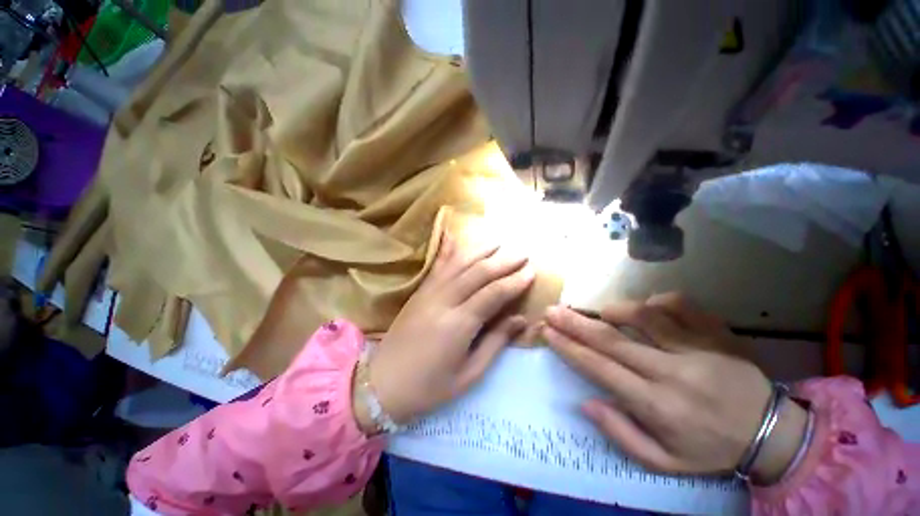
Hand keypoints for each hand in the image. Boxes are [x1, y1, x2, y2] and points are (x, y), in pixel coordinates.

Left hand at [360, 232, 533, 427]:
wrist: (382, 384)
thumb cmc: (429, 387)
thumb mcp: (470, 373)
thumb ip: (496, 342)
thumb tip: (521, 319)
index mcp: (459, 324)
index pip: (493, 293)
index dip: (514, 281)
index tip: (531, 271)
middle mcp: (444, 300)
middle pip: (478, 272)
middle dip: (503, 261)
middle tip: (523, 253)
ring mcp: (428, 292)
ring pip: (458, 263)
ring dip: (480, 250)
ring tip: (499, 242)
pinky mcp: (419, 291)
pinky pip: (438, 265)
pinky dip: (450, 249)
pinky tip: (457, 237)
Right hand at [542, 293, 807, 482]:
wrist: (773, 434)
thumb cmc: (711, 450)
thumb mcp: (664, 462)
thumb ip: (621, 434)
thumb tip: (586, 402)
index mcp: (658, 405)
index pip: (600, 369)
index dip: (570, 348)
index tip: (548, 333)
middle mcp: (674, 372)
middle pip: (612, 340)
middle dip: (576, 323)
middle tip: (552, 311)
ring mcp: (698, 348)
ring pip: (644, 316)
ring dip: (614, 310)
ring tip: (599, 311)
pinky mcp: (718, 333)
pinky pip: (681, 305)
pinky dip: (658, 301)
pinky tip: (648, 307)